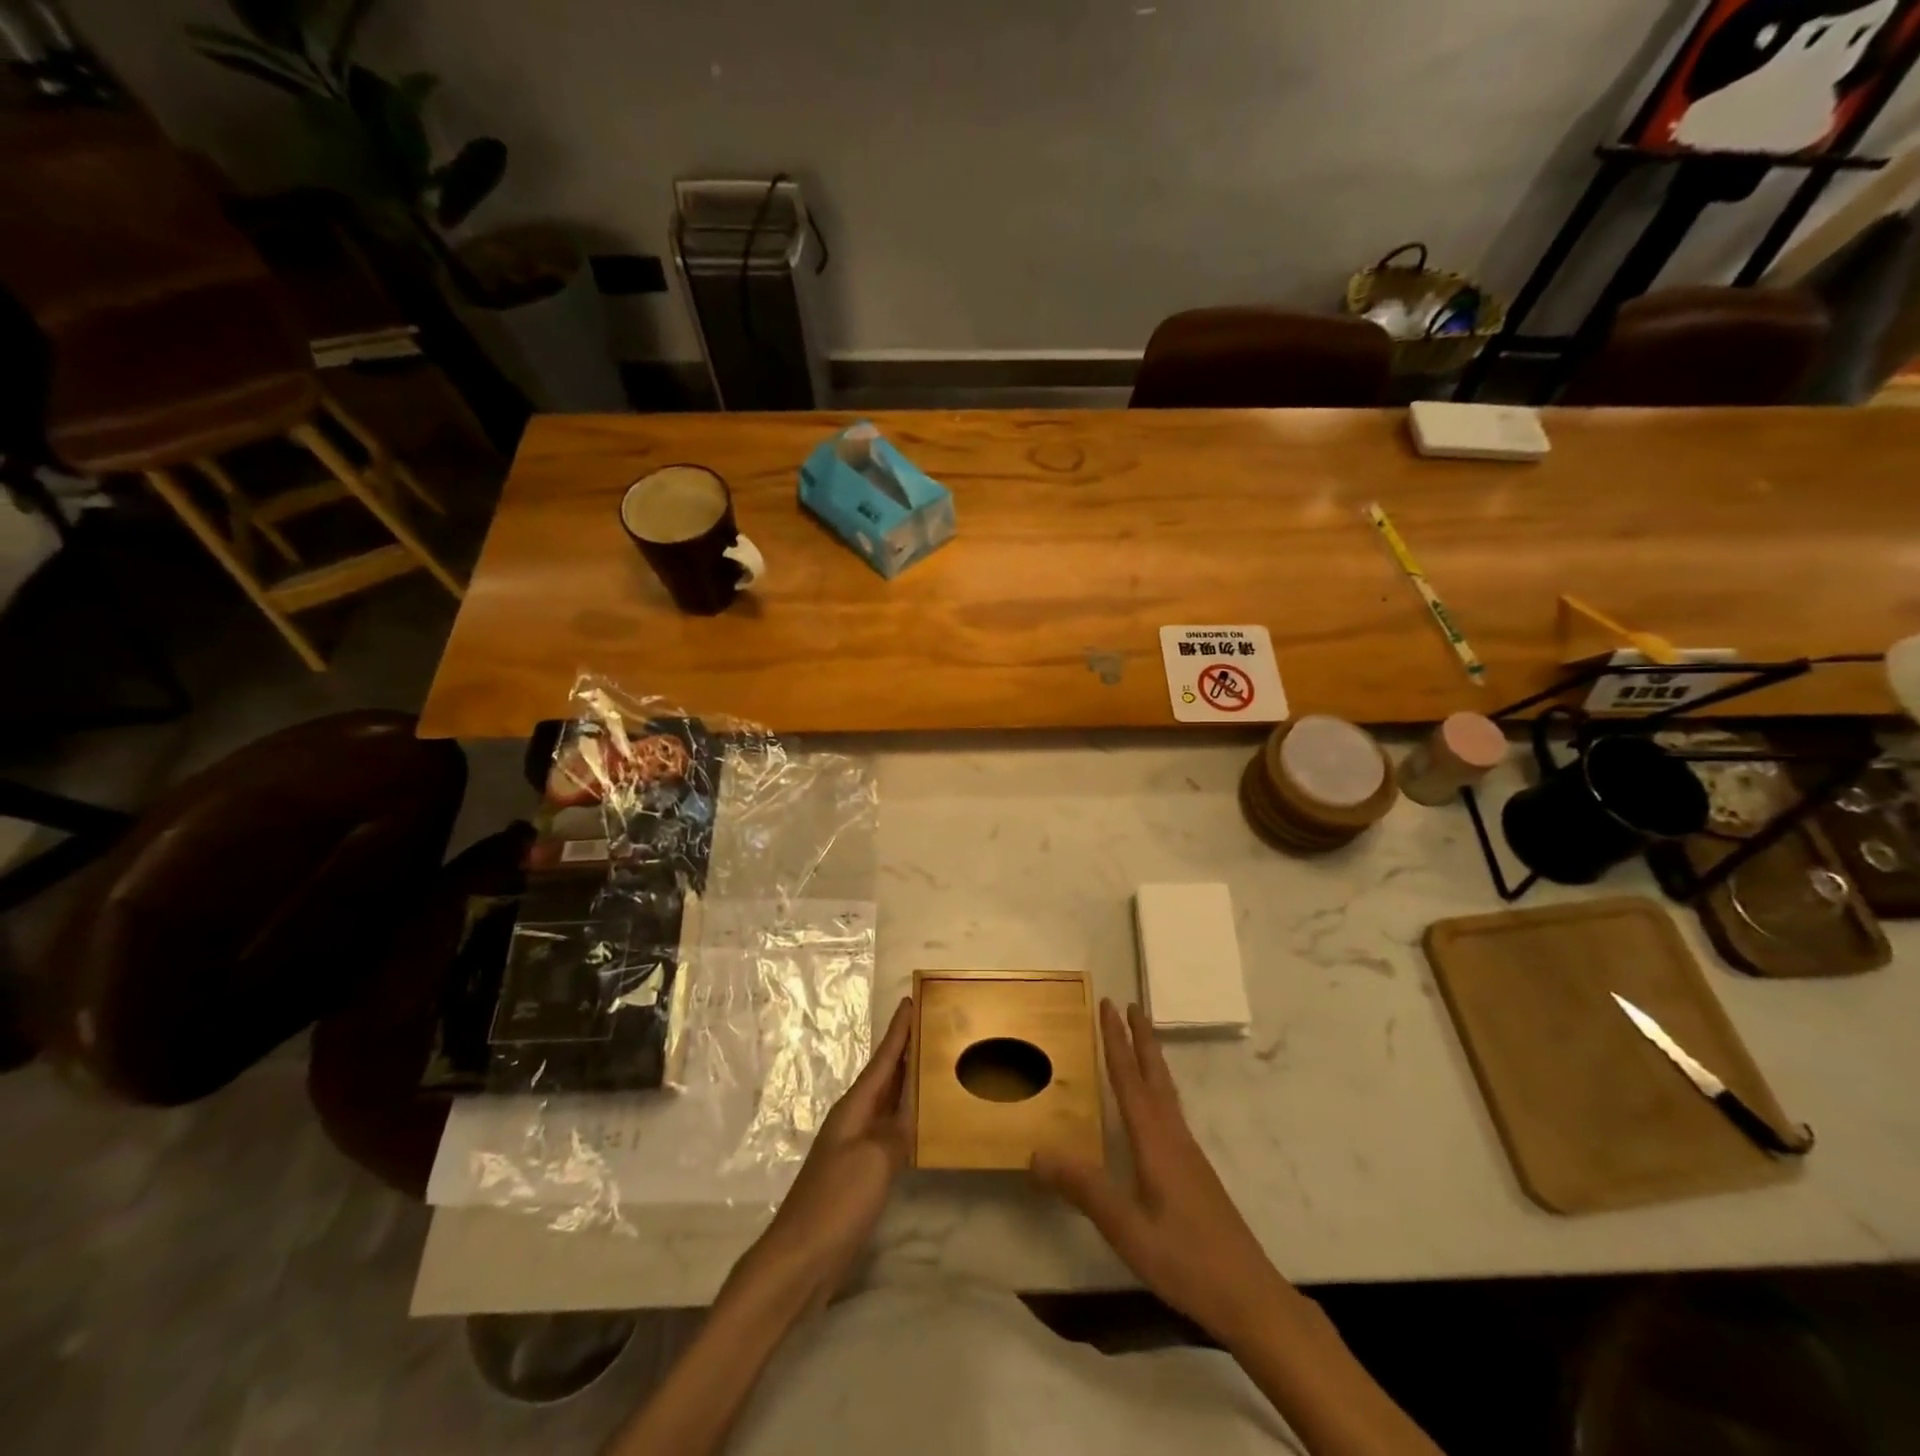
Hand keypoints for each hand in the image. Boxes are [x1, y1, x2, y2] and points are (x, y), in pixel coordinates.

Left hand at [732, 995, 913, 1313]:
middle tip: (934, 1024)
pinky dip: (907, 1118)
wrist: (800, 1260)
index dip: (898, 1031)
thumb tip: (912, 1111)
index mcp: (854, 1108)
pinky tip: (923, 1122)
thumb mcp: (874, 1160)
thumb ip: (897, 1130)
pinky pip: (889, 1131)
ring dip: (909, 1082)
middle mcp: (854, 1120)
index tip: (911, 1000)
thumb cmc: (836, 1202)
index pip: (882, 1060)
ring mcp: (856, 1147)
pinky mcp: (860, 1173)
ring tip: (935, 1064)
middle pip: (885, 1076)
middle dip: (906, 1049)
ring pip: (888, 1103)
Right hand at [1032, 999, 1288, 1346]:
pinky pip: (1170, 1111)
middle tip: (1130, 1004)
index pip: (1130, 1079)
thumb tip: (1037, 1150)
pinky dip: (1157, 1087)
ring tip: (1140, 1039)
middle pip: (1155, 1075)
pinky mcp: (1195, 1171)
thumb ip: (1084, 1188)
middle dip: (1140, 1037)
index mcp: (1155, 1141)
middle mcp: (1173, 1137)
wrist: (1250, 1295)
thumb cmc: (1185, 1259)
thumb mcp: (1126, 1229)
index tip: (1108, 1004)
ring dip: (1151, 1058)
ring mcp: (1188, 1154)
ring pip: (1166, 1091)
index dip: (1116, 1040)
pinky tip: (1153, 1105)